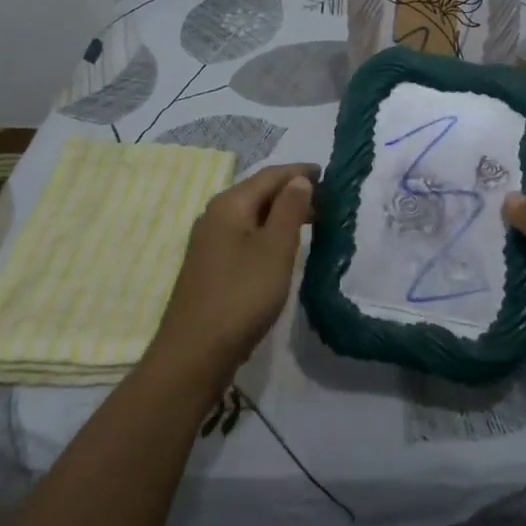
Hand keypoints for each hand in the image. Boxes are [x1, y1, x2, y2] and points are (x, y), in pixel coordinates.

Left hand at [150, 162, 318, 390]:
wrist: (195, 353)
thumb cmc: (242, 295)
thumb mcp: (275, 249)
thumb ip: (289, 209)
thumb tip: (299, 179)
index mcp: (229, 203)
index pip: (270, 175)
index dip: (300, 172)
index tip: (329, 175)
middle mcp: (214, 215)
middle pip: (259, 192)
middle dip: (292, 192)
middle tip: (326, 201)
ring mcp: (209, 241)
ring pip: (252, 215)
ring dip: (281, 214)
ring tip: (311, 222)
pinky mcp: (210, 265)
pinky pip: (244, 235)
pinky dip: (267, 233)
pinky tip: (281, 248)